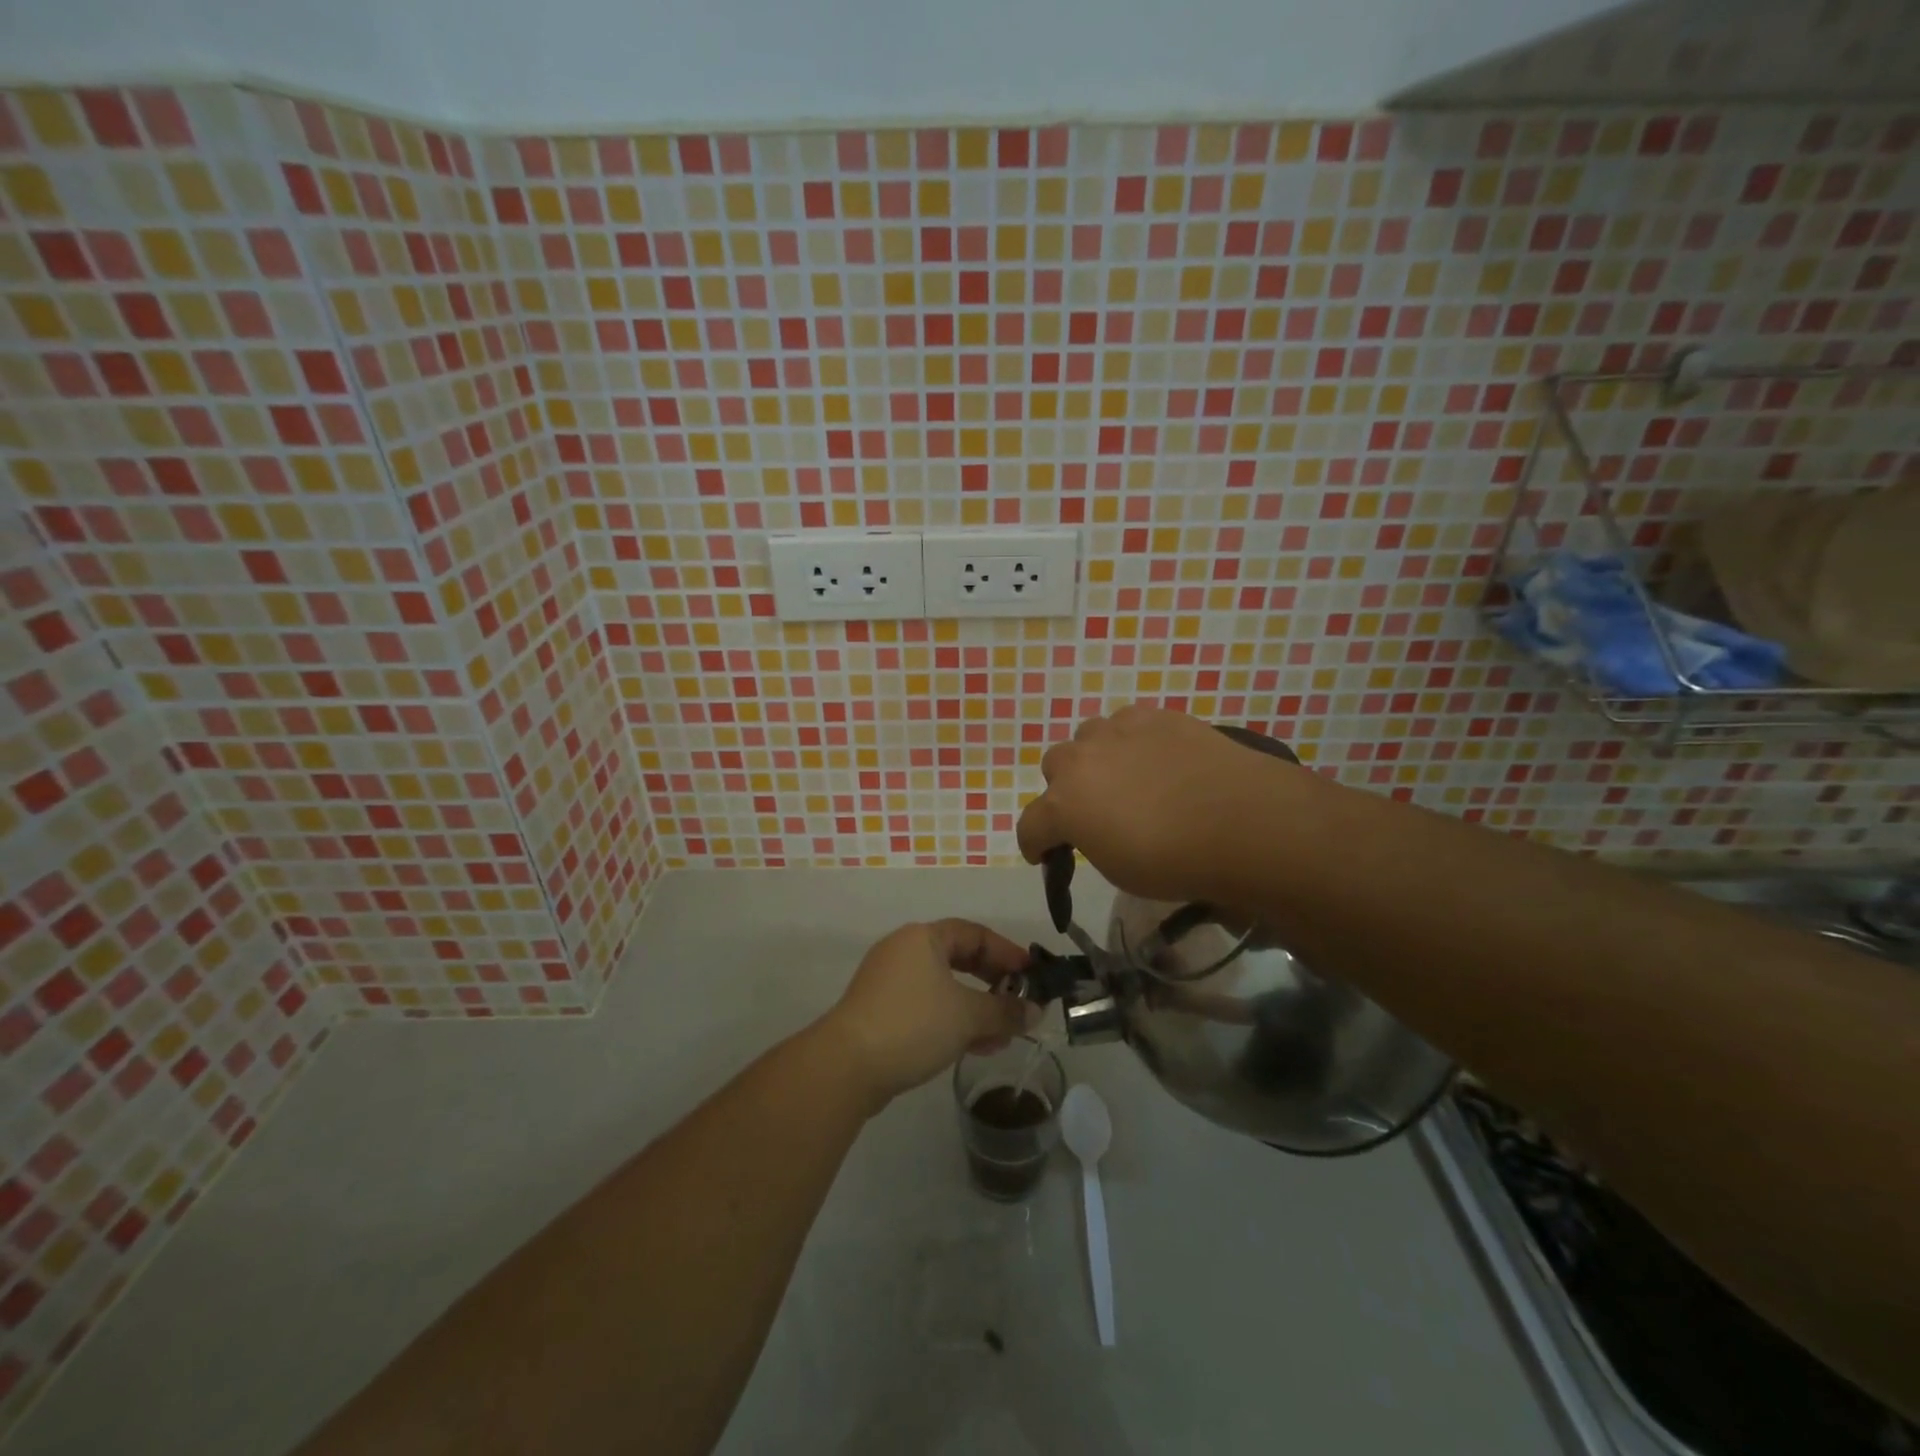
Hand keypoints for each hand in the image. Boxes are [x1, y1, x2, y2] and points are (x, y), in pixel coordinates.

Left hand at [822, 920, 1030, 1106]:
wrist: (847, 1066)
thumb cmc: (914, 1024)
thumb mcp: (968, 1016)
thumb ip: (1006, 1011)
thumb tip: (1036, 1011)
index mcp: (923, 937)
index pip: (975, 934)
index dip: (1007, 953)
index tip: (1032, 976)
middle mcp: (904, 950)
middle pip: (959, 959)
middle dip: (993, 984)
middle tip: (1019, 1005)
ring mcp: (889, 981)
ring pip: (944, 987)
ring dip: (976, 1008)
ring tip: (1001, 1036)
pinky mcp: (881, 1011)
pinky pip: (927, 1006)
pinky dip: (952, 1020)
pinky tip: (974, 1047)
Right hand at [1016, 706, 1297, 903]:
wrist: (1243, 822)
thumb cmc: (1176, 862)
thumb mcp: (1119, 870)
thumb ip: (1092, 842)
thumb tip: (1096, 829)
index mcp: (1064, 804)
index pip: (1030, 825)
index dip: (1035, 843)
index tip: (1045, 855)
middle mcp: (1080, 759)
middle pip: (1054, 766)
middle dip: (1066, 789)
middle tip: (1094, 811)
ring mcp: (1118, 731)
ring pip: (1089, 737)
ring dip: (1097, 758)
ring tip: (1127, 778)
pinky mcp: (1155, 716)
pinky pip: (1128, 725)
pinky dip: (1133, 742)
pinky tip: (1158, 759)